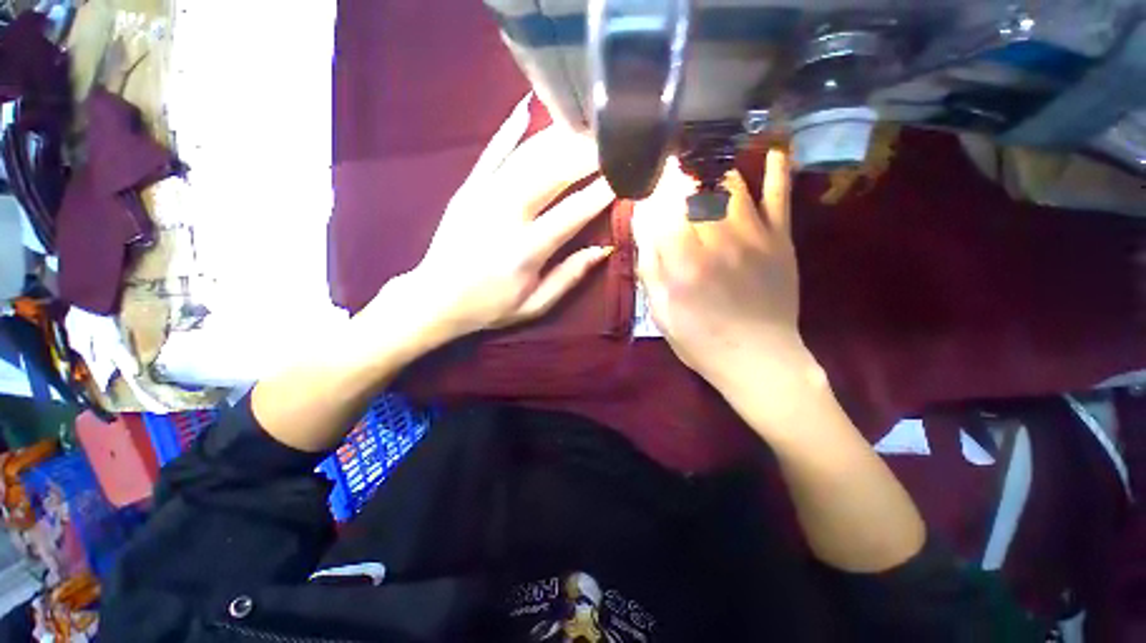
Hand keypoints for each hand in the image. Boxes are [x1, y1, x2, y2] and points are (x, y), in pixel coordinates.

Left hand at [381, 103, 614, 345]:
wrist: (435, 299)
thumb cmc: (490, 307)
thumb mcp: (535, 305)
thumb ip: (569, 277)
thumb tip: (603, 249)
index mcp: (525, 250)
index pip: (572, 213)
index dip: (601, 193)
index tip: (623, 176)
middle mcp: (505, 215)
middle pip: (551, 174)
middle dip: (585, 155)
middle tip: (610, 141)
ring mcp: (482, 196)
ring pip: (526, 157)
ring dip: (557, 139)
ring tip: (583, 127)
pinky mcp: (467, 188)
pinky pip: (491, 152)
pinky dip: (509, 130)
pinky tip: (526, 109)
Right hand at [632, 150, 813, 393]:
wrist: (757, 358)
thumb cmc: (700, 339)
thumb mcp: (660, 310)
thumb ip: (649, 266)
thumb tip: (643, 224)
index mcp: (682, 262)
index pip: (661, 208)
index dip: (652, 190)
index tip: (647, 182)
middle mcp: (716, 240)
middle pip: (693, 189)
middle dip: (678, 173)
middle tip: (671, 165)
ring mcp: (753, 235)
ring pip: (729, 183)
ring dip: (711, 168)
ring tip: (701, 161)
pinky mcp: (780, 239)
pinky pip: (779, 195)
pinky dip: (775, 169)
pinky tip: (769, 149)